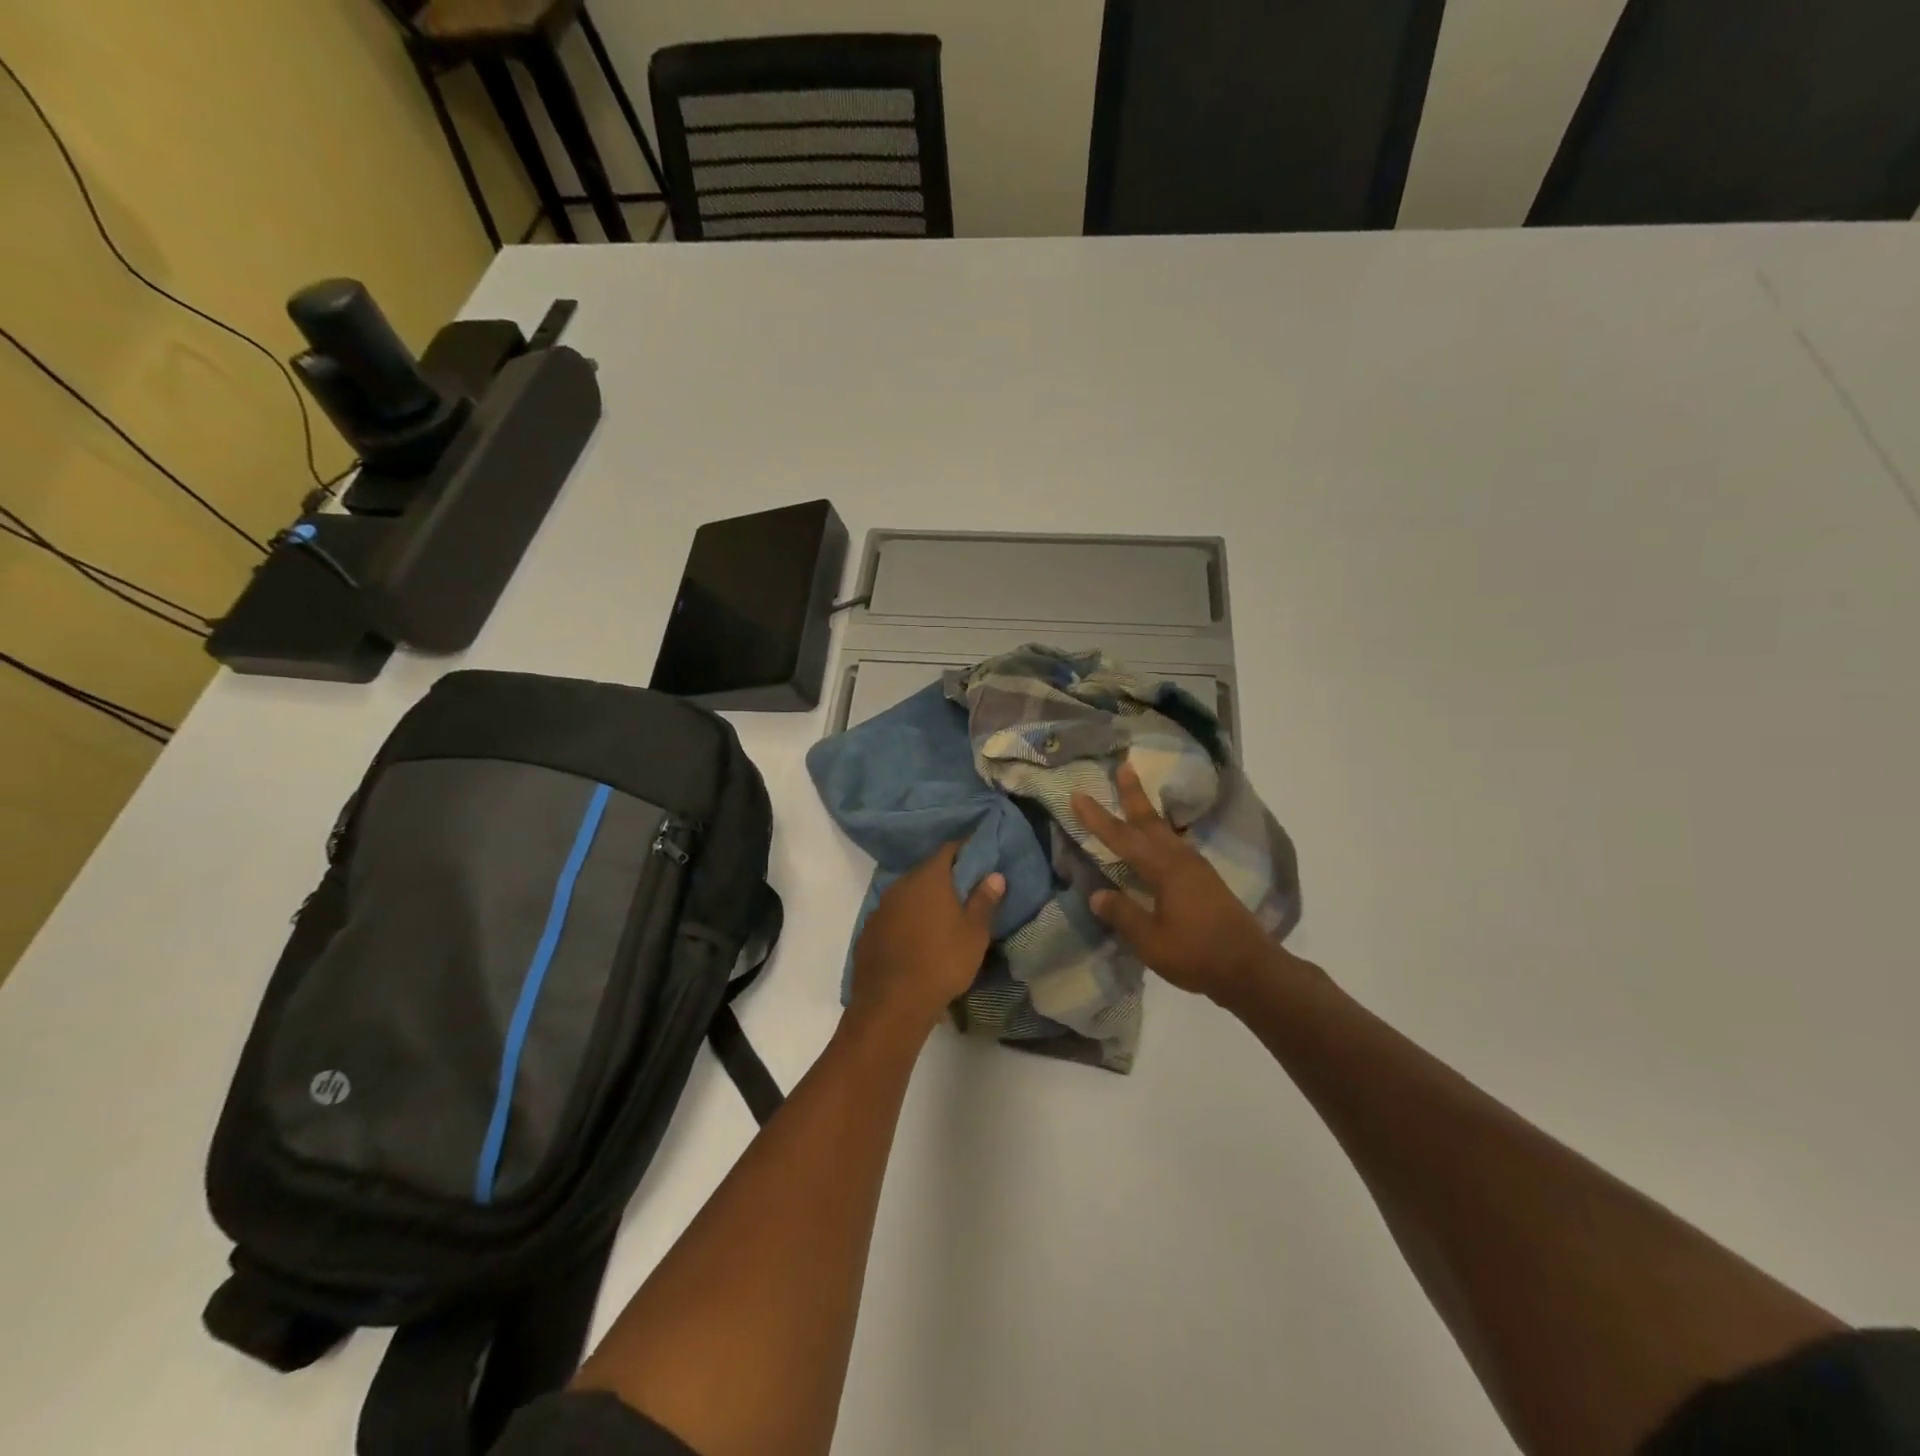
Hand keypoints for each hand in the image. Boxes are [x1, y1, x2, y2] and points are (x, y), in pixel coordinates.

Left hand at [850, 843, 1003, 1036]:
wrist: (892, 1004)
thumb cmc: (942, 962)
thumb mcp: (974, 933)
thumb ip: (984, 900)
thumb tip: (994, 875)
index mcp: (928, 878)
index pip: (949, 850)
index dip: (965, 850)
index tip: (979, 857)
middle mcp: (900, 885)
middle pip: (926, 872)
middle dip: (944, 879)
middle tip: (964, 892)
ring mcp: (880, 909)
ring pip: (906, 896)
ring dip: (922, 902)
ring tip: (940, 920)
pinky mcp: (867, 933)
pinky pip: (892, 918)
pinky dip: (905, 923)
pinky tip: (914, 942)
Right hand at [1071, 762, 1289, 1003]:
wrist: (1251, 969)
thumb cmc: (1197, 954)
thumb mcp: (1150, 940)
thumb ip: (1122, 914)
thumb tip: (1097, 895)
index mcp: (1164, 869)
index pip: (1122, 838)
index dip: (1097, 818)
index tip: (1078, 795)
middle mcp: (1181, 860)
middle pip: (1150, 821)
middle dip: (1134, 794)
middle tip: (1124, 766)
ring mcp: (1197, 869)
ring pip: (1166, 832)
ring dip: (1149, 813)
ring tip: (1138, 797)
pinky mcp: (1206, 881)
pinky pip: (1177, 846)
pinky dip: (1162, 834)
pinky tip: (1161, 841)